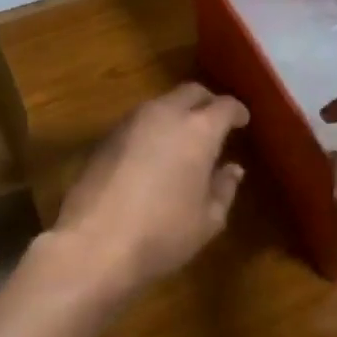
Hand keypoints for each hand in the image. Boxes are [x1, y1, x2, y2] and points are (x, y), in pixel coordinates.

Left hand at [52, 83, 248, 296]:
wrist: (93, 243)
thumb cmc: (162, 234)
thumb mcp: (207, 220)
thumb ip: (224, 188)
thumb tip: (232, 169)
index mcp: (198, 130)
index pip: (225, 106)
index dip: (237, 112)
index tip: (242, 121)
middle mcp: (164, 114)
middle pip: (190, 93)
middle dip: (206, 102)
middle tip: (215, 122)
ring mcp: (130, 122)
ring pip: (161, 104)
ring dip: (177, 114)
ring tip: (184, 139)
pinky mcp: (105, 137)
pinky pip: (138, 122)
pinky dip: (153, 129)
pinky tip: (154, 154)